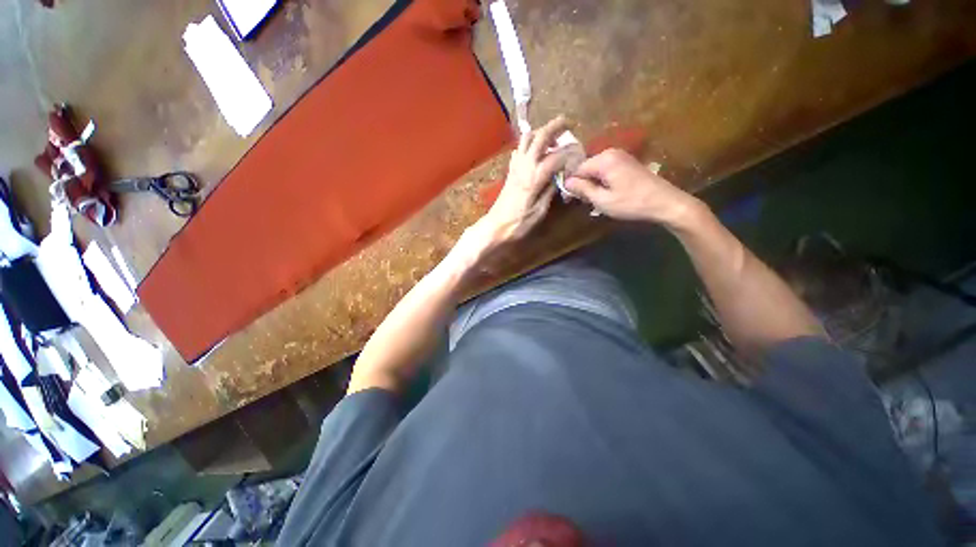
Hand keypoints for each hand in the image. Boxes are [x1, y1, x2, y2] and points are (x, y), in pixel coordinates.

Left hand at [473, 116, 571, 246]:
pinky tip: (535, 152)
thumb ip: (550, 191)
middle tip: (567, 122)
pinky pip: (518, 150)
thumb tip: (560, 177)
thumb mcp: (540, 211)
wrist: (496, 226)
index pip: (556, 156)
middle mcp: (524, 166)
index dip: (570, 152)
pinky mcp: (510, 171)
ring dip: (540, 132)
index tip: (579, 153)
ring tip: (551, 136)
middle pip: (539, 137)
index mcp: (534, 177)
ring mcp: (515, 167)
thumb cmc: (519, 223)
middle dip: (555, 126)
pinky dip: (528, 144)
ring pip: (526, 139)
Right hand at [564, 149, 700, 226]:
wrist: (665, 203)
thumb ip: (582, 189)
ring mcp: (621, 156)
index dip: (571, 184)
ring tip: (595, 201)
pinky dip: (602, 182)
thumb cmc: (632, 203)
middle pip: (586, 168)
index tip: (569, 200)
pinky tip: (605, 195)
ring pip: (595, 170)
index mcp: (603, 160)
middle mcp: (611, 153)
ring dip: (592, 185)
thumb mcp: (602, 200)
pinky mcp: (627, 163)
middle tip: (584, 202)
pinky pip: (606, 170)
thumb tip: (566, 182)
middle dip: (582, 184)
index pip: (577, 169)